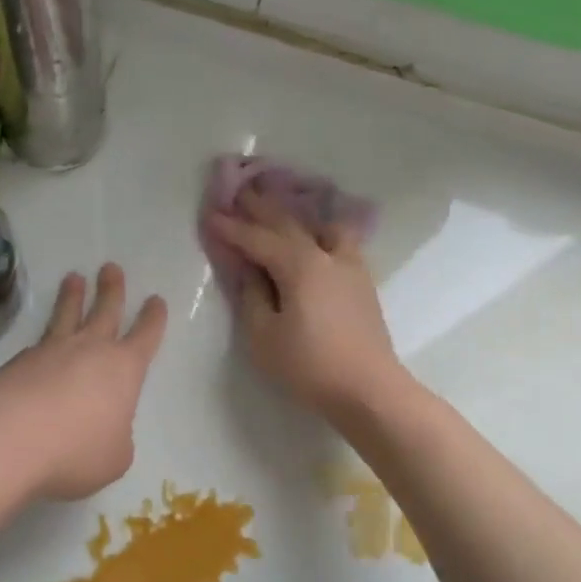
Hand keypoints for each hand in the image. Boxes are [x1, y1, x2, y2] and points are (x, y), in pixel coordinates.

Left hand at [0, 263, 166, 501]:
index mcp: (123, 369)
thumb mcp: (114, 456)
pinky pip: (36, 345)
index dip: (153, 319)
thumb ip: (115, 436)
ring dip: (72, 296)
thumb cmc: (75, 451)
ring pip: (66, 315)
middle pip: (105, 310)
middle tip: (110, 268)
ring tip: (73, 278)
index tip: (155, 300)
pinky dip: (41, 341)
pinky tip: (37, 347)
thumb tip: (102, 427)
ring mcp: (49, 352)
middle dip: (111, 289)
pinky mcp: (16, 363)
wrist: (8, 441)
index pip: (145, 336)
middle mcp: (89, 350)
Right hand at [207, 192, 405, 419]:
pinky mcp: (362, 281)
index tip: (210, 216)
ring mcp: (349, 265)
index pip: (258, 239)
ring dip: (296, 214)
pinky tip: (317, 237)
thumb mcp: (264, 336)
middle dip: (261, 208)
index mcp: (299, 266)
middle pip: (289, 224)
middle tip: (240, 192)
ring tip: (282, 208)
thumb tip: (249, 271)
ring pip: (320, 226)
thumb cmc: (310, 366)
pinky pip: (339, 241)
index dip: (232, 229)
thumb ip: (252, 297)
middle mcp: (326, 255)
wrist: (369, 389)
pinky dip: (320, 230)